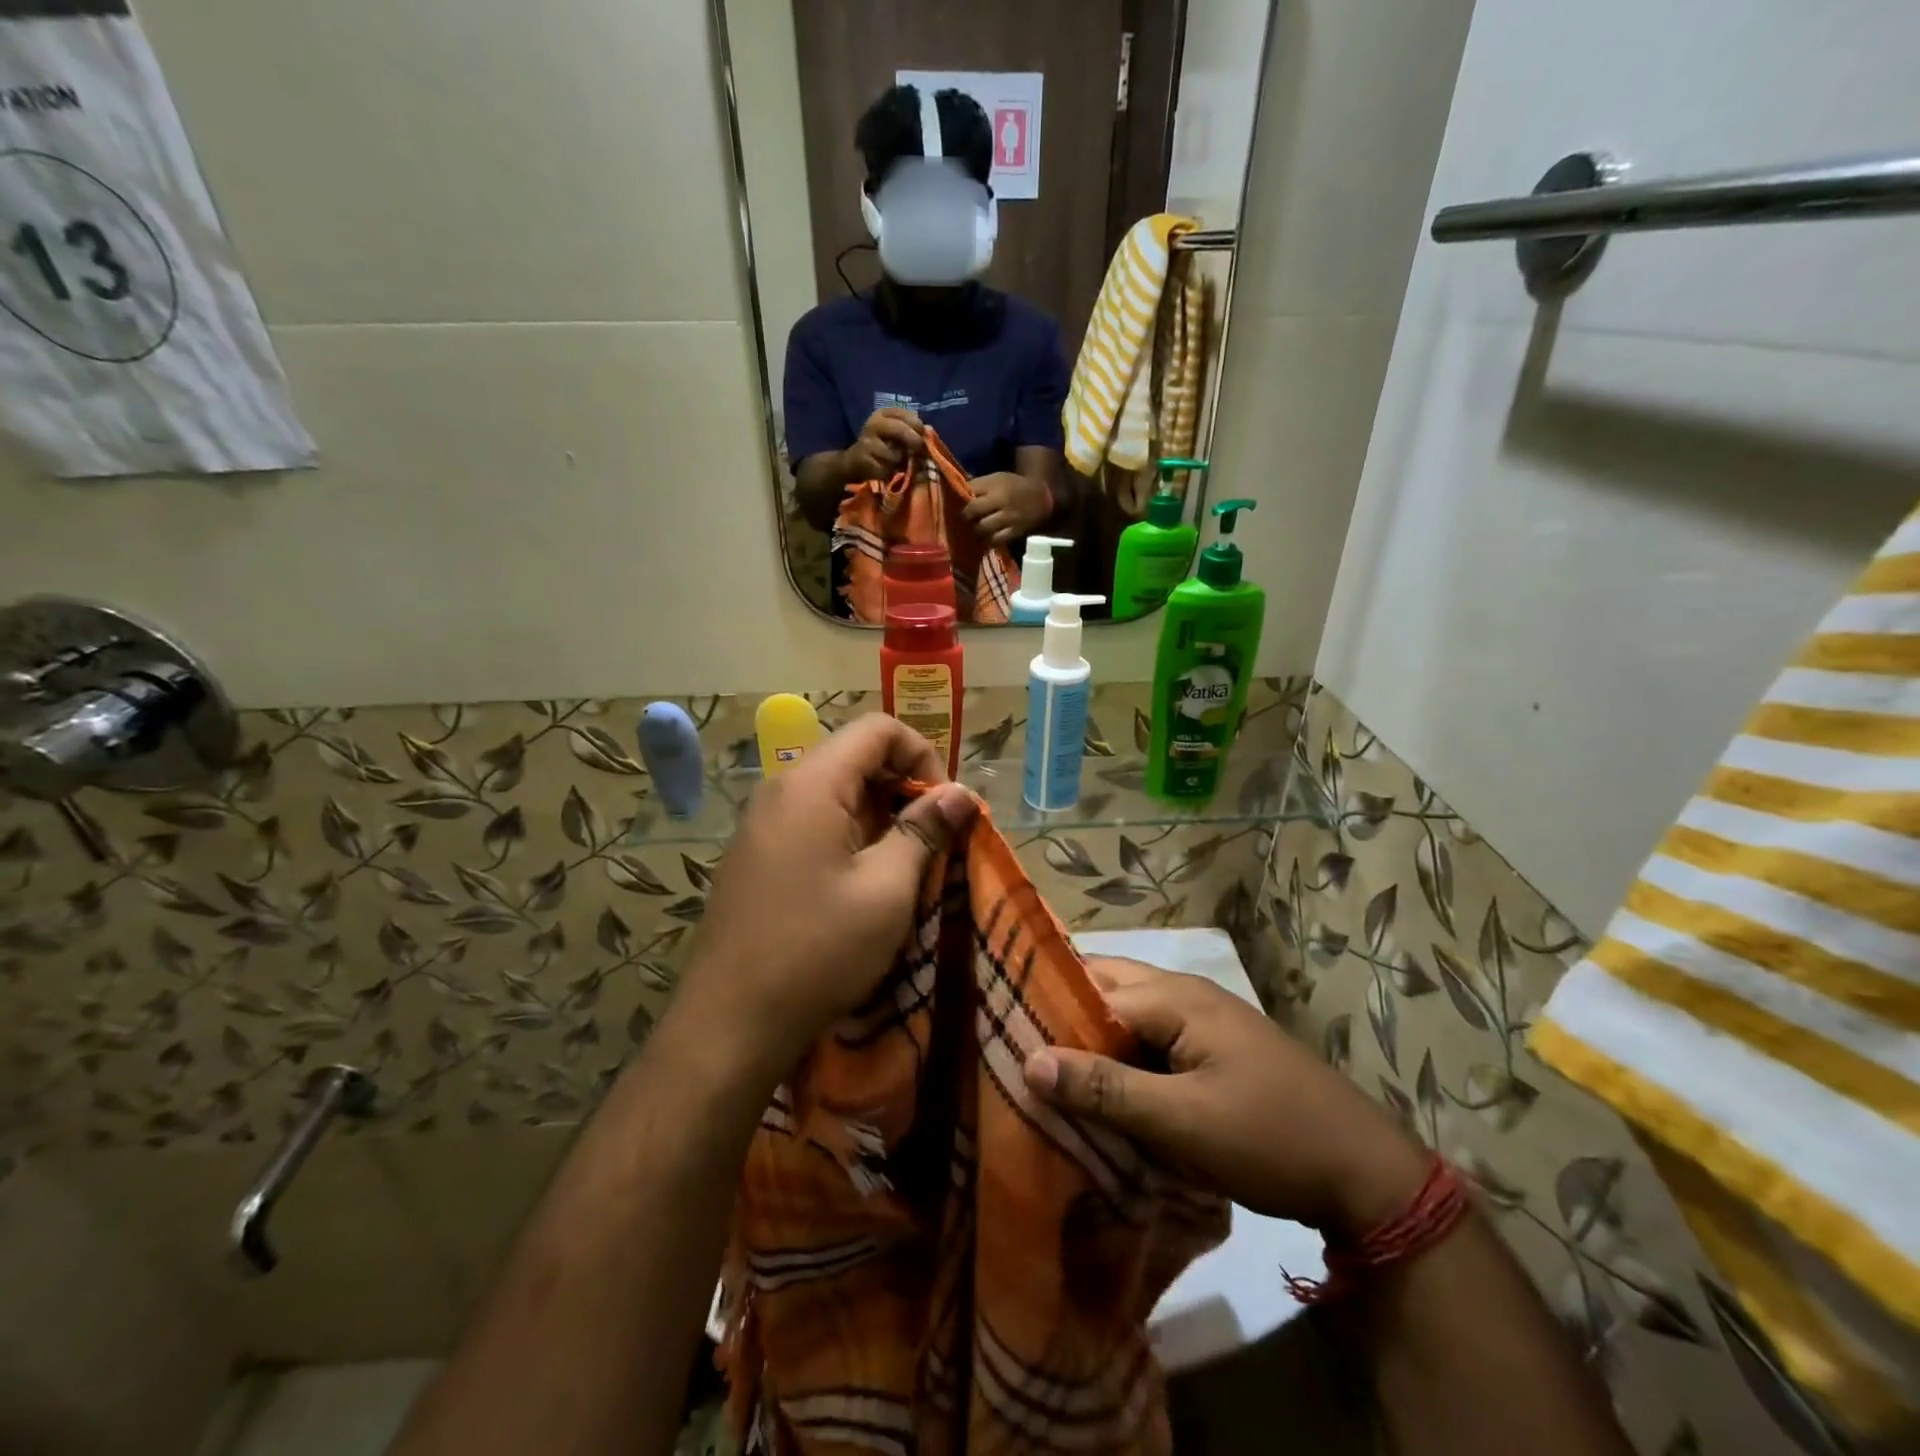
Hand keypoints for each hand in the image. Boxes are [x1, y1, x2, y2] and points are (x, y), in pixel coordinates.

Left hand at [676, 714, 976, 1085]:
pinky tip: (862, 881)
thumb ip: (924, 830)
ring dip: (879, 814)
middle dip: (902, 786)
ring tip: (904, 863)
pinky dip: (849, 833)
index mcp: (811, 784)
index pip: (876, 730)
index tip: (943, 806)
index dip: (922, 754)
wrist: (730, 1023)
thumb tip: (959, 792)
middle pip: (854, 756)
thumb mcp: (887, 890)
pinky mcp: (755, 855)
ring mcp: (761, 823)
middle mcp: (780, 789)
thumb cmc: (818, 950)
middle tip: (932, 837)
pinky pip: (811, 820)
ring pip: (834, 791)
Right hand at [840, 407, 923, 482]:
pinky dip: (891, 471)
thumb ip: (910, 430)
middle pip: (900, 429)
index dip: (918, 426)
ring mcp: (867, 442)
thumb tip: (928, 434)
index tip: (923, 434)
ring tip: (898, 462)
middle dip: (913, 440)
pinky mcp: (864, 460)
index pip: (907, 415)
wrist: (856, 461)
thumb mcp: (895, 433)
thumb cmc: (882, 446)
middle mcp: (873, 424)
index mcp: (883, 413)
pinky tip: (887, 469)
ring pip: (895, 454)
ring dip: (901, 461)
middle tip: (918, 449)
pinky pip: (886, 468)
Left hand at [963, 471, 1053, 545]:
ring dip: (976, 529)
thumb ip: (979, 485)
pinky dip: (989, 539)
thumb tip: (957, 493)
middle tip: (966, 518)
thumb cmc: (1014, 487)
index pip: (970, 490)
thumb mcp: (997, 478)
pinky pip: (995, 539)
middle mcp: (1002, 499)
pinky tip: (988, 536)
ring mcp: (1009, 517)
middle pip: (973, 509)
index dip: (961, 498)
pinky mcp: (1015, 531)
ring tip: (976, 527)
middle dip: (966, 515)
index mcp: (996, 484)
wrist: (1041, 498)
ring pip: (982, 527)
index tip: (957, 503)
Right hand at [1023, 959, 1429, 1238]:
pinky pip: (1151, 1040)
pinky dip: (1121, 1056)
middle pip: (1107, 989)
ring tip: (1046, 1068)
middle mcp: (1185, 995)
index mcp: (1175, 997)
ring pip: (1128, 1014)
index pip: (1089, 992)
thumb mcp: (1181, 1121)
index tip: (999, 1036)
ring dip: (1092, 1038)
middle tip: (1014, 1045)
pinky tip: (1101, 1088)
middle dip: (1063, 1013)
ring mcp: (1203, 1021)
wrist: (1365, 1173)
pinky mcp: (1213, 1050)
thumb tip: (1028, 1059)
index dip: (1045, 1013)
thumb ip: (1105, 1089)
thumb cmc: (1268, 1138)